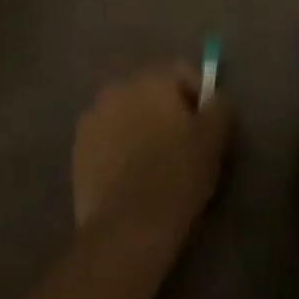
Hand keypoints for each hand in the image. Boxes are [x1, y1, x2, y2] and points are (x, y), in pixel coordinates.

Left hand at [73, 64, 232, 241]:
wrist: (126, 227)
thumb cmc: (176, 176)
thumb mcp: (214, 139)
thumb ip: (220, 107)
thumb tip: (215, 99)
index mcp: (151, 79)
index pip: (181, 71)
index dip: (199, 94)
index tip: (207, 124)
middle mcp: (118, 87)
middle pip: (151, 89)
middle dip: (167, 109)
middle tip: (183, 143)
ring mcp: (93, 116)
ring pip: (127, 112)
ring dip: (142, 125)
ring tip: (155, 161)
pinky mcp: (78, 147)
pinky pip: (108, 136)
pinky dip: (120, 146)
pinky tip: (131, 174)